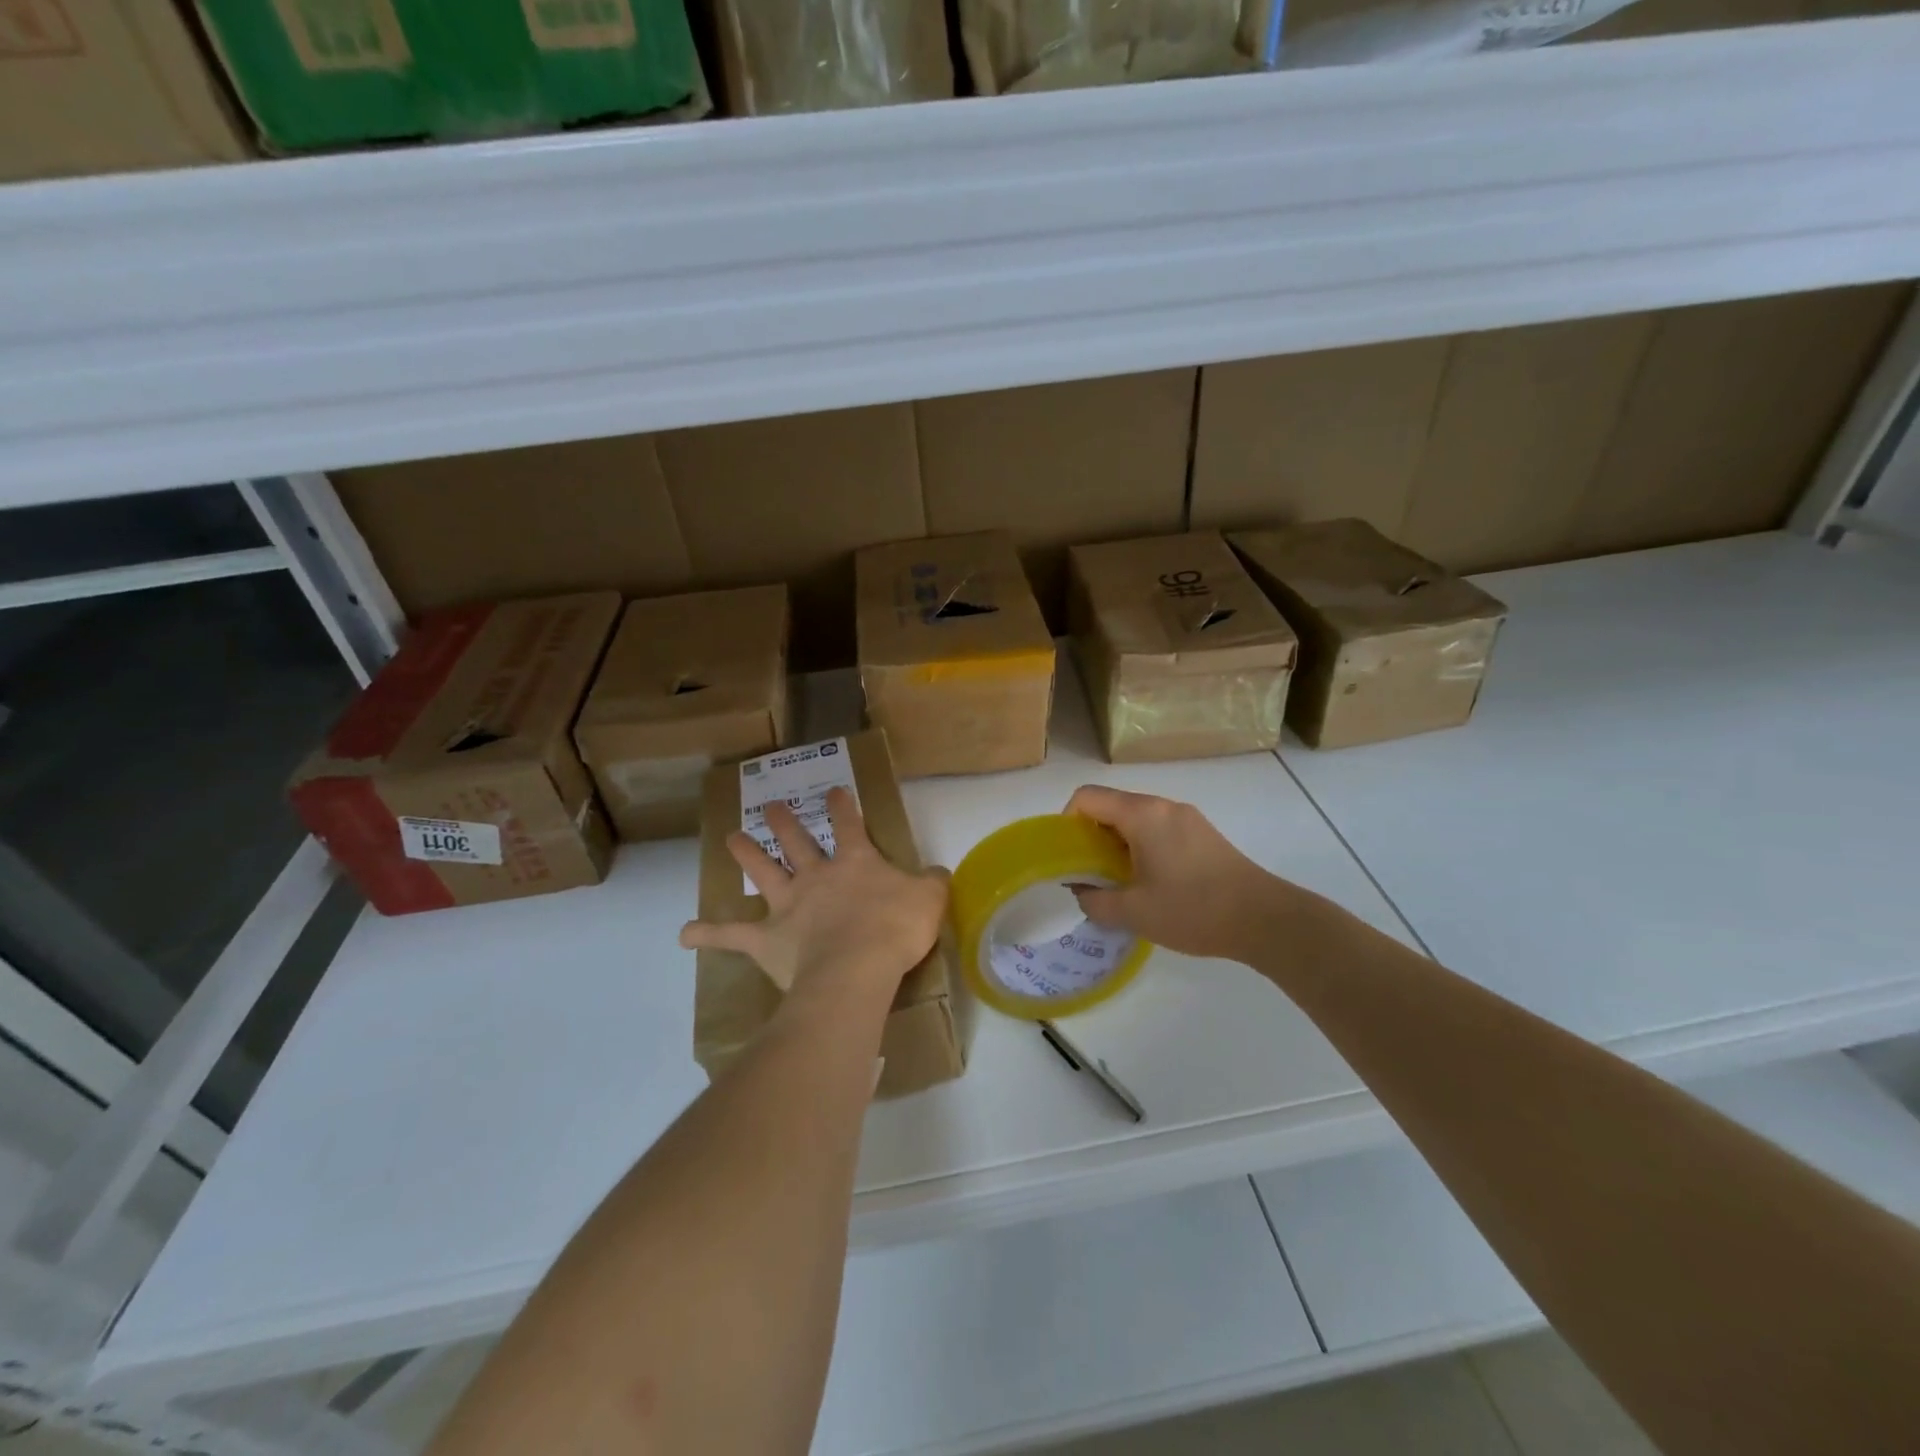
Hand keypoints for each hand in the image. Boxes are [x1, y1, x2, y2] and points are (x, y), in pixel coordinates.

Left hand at [679, 788, 948, 999]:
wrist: (857, 967)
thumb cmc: (895, 928)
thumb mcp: (930, 899)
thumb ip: (931, 882)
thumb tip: (936, 873)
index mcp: (855, 862)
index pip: (849, 825)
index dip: (843, 806)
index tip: (834, 791)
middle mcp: (816, 876)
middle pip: (796, 842)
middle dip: (785, 822)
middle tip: (772, 806)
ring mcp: (788, 905)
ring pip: (763, 872)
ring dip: (746, 854)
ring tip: (730, 838)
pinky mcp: (768, 939)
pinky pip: (733, 935)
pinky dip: (709, 934)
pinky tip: (685, 934)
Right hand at [1065, 786, 1295, 962]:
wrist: (1264, 919)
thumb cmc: (1193, 910)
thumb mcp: (1133, 912)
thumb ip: (1094, 900)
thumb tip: (1081, 890)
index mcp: (1142, 814)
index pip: (1087, 797)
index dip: (1066, 821)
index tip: (1067, 855)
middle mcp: (1163, 805)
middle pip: (1111, 805)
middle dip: (1091, 836)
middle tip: (1088, 874)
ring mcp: (1186, 818)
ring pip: (1135, 819)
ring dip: (1117, 843)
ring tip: (1118, 882)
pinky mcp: (1203, 834)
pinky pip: (1158, 829)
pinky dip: (1141, 847)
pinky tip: (1149, 883)